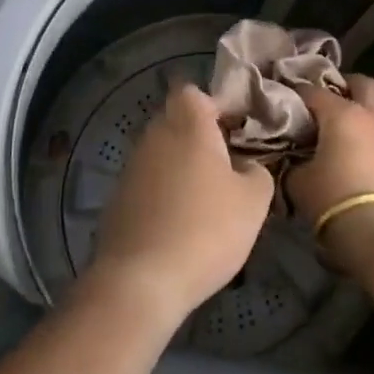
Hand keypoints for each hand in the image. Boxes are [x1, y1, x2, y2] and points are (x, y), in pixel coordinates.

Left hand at [85, 83, 274, 333]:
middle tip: (227, 163)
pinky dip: (163, 193)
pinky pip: (147, 183)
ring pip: (160, 152)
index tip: (235, 127)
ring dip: (180, 166)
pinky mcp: (117, 200)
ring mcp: (130, 168)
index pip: (193, 91)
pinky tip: (180, 223)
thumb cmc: (206, 229)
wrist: (140, 282)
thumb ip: (257, 171)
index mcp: (187, 125)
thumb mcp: (254, 201)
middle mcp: (154, 137)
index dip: (214, 104)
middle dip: (199, 135)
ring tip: (206, 198)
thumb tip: (245, 166)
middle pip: (175, 120)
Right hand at [291, 76, 373, 279]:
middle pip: (362, 84)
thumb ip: (292, 162)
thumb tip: (291, 158)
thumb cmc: (331, 196)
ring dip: (357, 114)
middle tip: (324, 99)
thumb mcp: (298, 180)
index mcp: (342, 113)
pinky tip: (348, 155)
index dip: (295, 93)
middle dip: (344, 85)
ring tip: (334, 131)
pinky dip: (364, 138)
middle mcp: (369, 117)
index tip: (282, 100)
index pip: (313, 91)